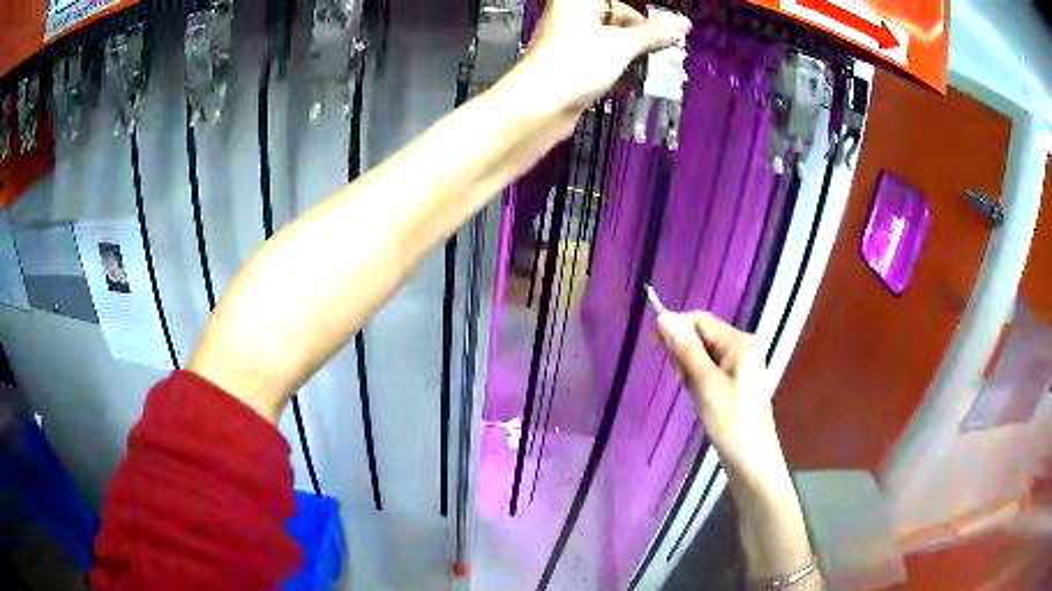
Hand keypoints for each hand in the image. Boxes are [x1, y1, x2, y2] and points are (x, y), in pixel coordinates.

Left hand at [521, 0, 690, 112]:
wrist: (539, 107)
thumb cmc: (578, 63)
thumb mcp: (622, 45)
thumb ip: (654, 33)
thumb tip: (684, 23)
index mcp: (577, 1)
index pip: (617, 1)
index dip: (641, 14)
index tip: (669, 25)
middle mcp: (571, 16)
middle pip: (614, 16)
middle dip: (642, 31)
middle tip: (668, 46)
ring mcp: (570, 41)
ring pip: (610, 39)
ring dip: (634, 50)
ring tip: (659, 63)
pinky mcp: (571, 65)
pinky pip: (602, 58)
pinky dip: (620, 65)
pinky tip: (639, 79)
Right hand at [657, 311, 780, 475]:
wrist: (751, 460)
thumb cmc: (730, 420)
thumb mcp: (705, 383)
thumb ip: (685, 348)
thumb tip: (663, 316)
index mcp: (740, 341)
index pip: (701, 320)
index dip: (676, 328)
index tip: (653, 348)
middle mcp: (742, 347)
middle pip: (702, 336)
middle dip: (684, 353)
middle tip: (681, 380)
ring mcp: (740, 366)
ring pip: (703, 355)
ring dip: (690, 369)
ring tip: (693, 394)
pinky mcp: (736, 383)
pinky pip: (710, 371)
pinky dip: (699, 381)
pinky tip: (699, 399)